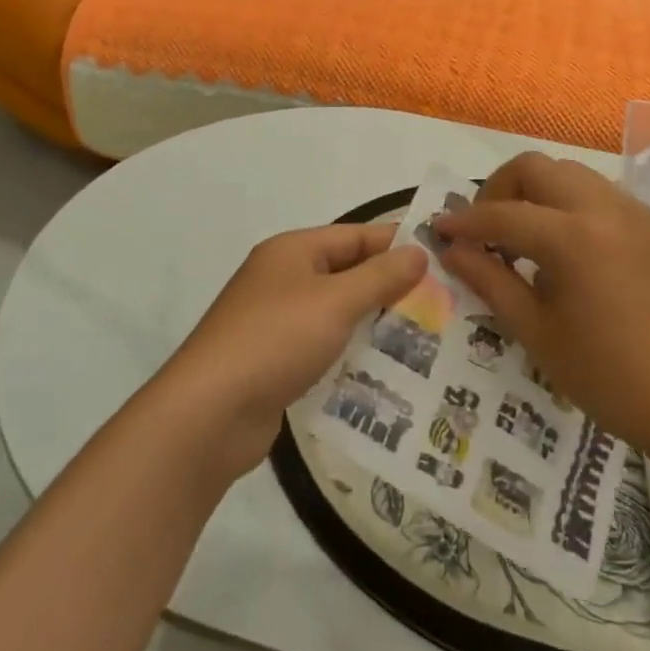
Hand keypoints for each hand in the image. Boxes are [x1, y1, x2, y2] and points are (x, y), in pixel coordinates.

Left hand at [156, 224, 426, 477]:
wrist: (209, 414)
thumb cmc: (276, 340)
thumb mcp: (335, 302)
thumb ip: (380, 276)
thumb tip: (418, 252)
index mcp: (292, 251)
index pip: (354, 236)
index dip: (395, 244)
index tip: (440, 258)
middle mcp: (282, 279)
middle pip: (346, 273)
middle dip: (389, 287)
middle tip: (441, 303)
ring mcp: (275, 321)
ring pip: (336, 312)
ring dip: (373, 323)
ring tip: (424, 339)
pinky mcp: (275, 361)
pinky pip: (323, 346)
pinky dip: (350, 353)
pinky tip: (384, 372)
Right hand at [435, 153, 649, 463]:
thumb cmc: (610, 378)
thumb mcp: (538, 333)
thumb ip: (490, 281)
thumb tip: (453, 250)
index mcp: (573, 238)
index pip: (502, 214)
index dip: (465, 222)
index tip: (440, 230)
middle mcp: (604, 208)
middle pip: (536, 168)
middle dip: (501, 189)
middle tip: (487, 230)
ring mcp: (636, 212)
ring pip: (571, 174)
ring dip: (538, 193)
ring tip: (527, 239)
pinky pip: (602, 195)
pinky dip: (572, 206)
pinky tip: (571, 250)